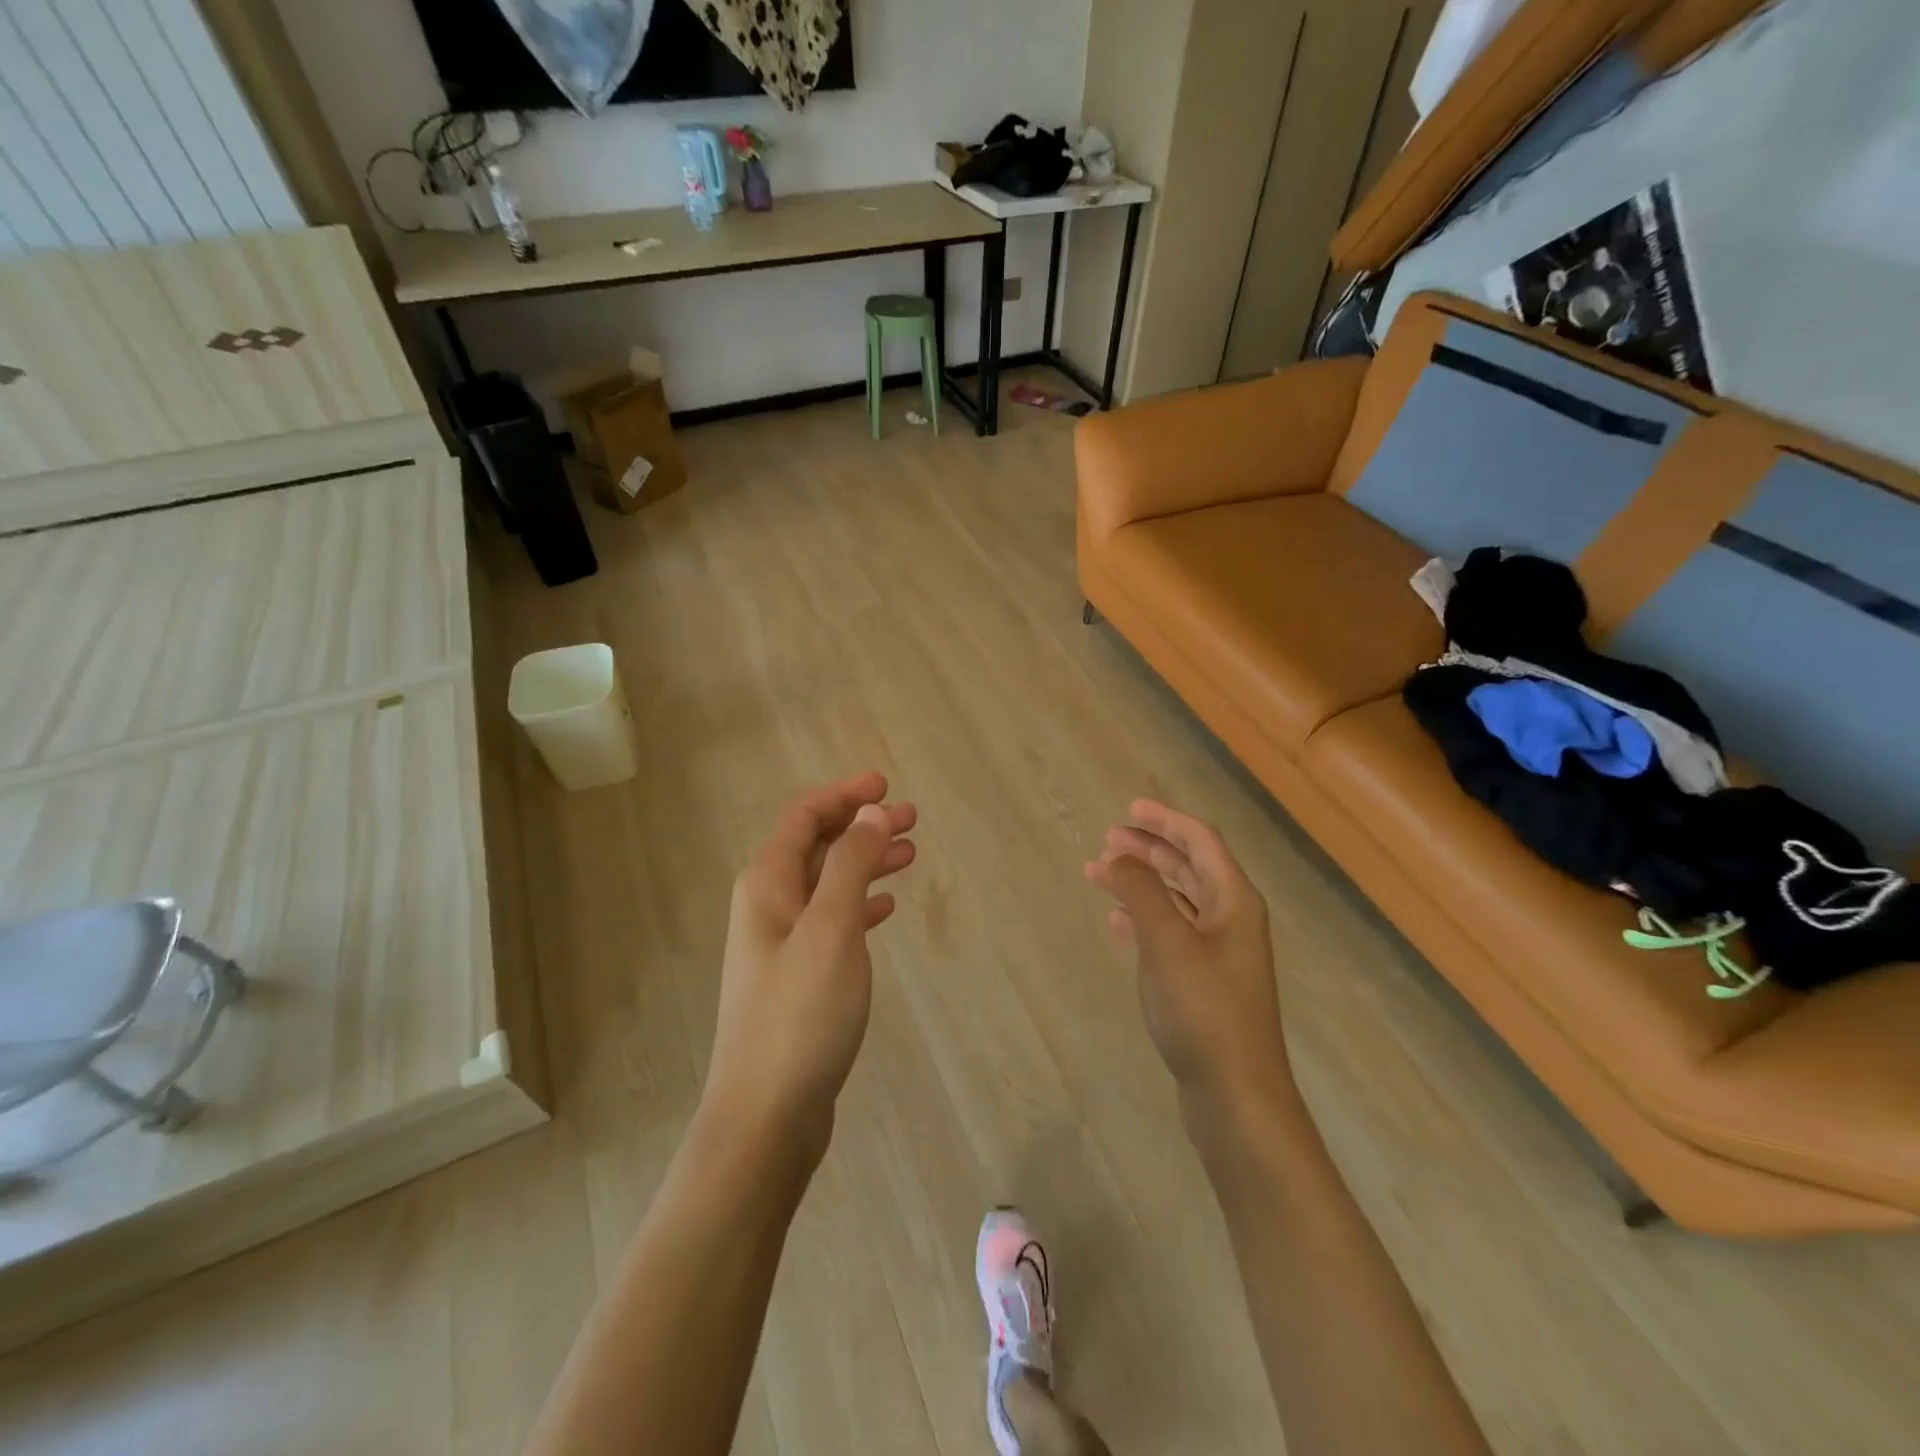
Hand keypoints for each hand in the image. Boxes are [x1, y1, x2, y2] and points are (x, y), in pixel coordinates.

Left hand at [704, 772, 916, 1154]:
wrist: (766, 1115)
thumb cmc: (800, 1014)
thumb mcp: (831, 929)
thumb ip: (850, 864)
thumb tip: (868, 811)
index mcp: (767, 884)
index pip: (804, 817)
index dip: (844, 794)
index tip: (886, 785)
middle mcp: (768, 905)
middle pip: (817, 846)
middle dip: (861, 825)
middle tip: (911, 819)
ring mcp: (781, 943)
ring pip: (828, 883)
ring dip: (865, 862)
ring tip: (909, 855)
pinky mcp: (798, 976)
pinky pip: (832, 920)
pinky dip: (860, 903)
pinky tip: (886, 908)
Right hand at [1086, 801, 1291, 1118]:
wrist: (1235, 1093)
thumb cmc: (1203, 1009)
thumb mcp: (1167, 942)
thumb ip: (1141, 892)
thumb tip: (1118, 855)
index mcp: (1234, 901)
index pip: (1201, 841)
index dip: (1165, 820)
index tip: (1128, 809)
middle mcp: (1231, 919)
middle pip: (1190, 866)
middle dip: (1150, 849)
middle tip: (1108, 841)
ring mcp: (1220, 952)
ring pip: (1178, 899)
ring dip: (1143, 882)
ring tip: (1102, 875)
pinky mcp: (1204, 981)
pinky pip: (1172, 932)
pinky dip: (1144, 918)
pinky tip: (1117, 923)